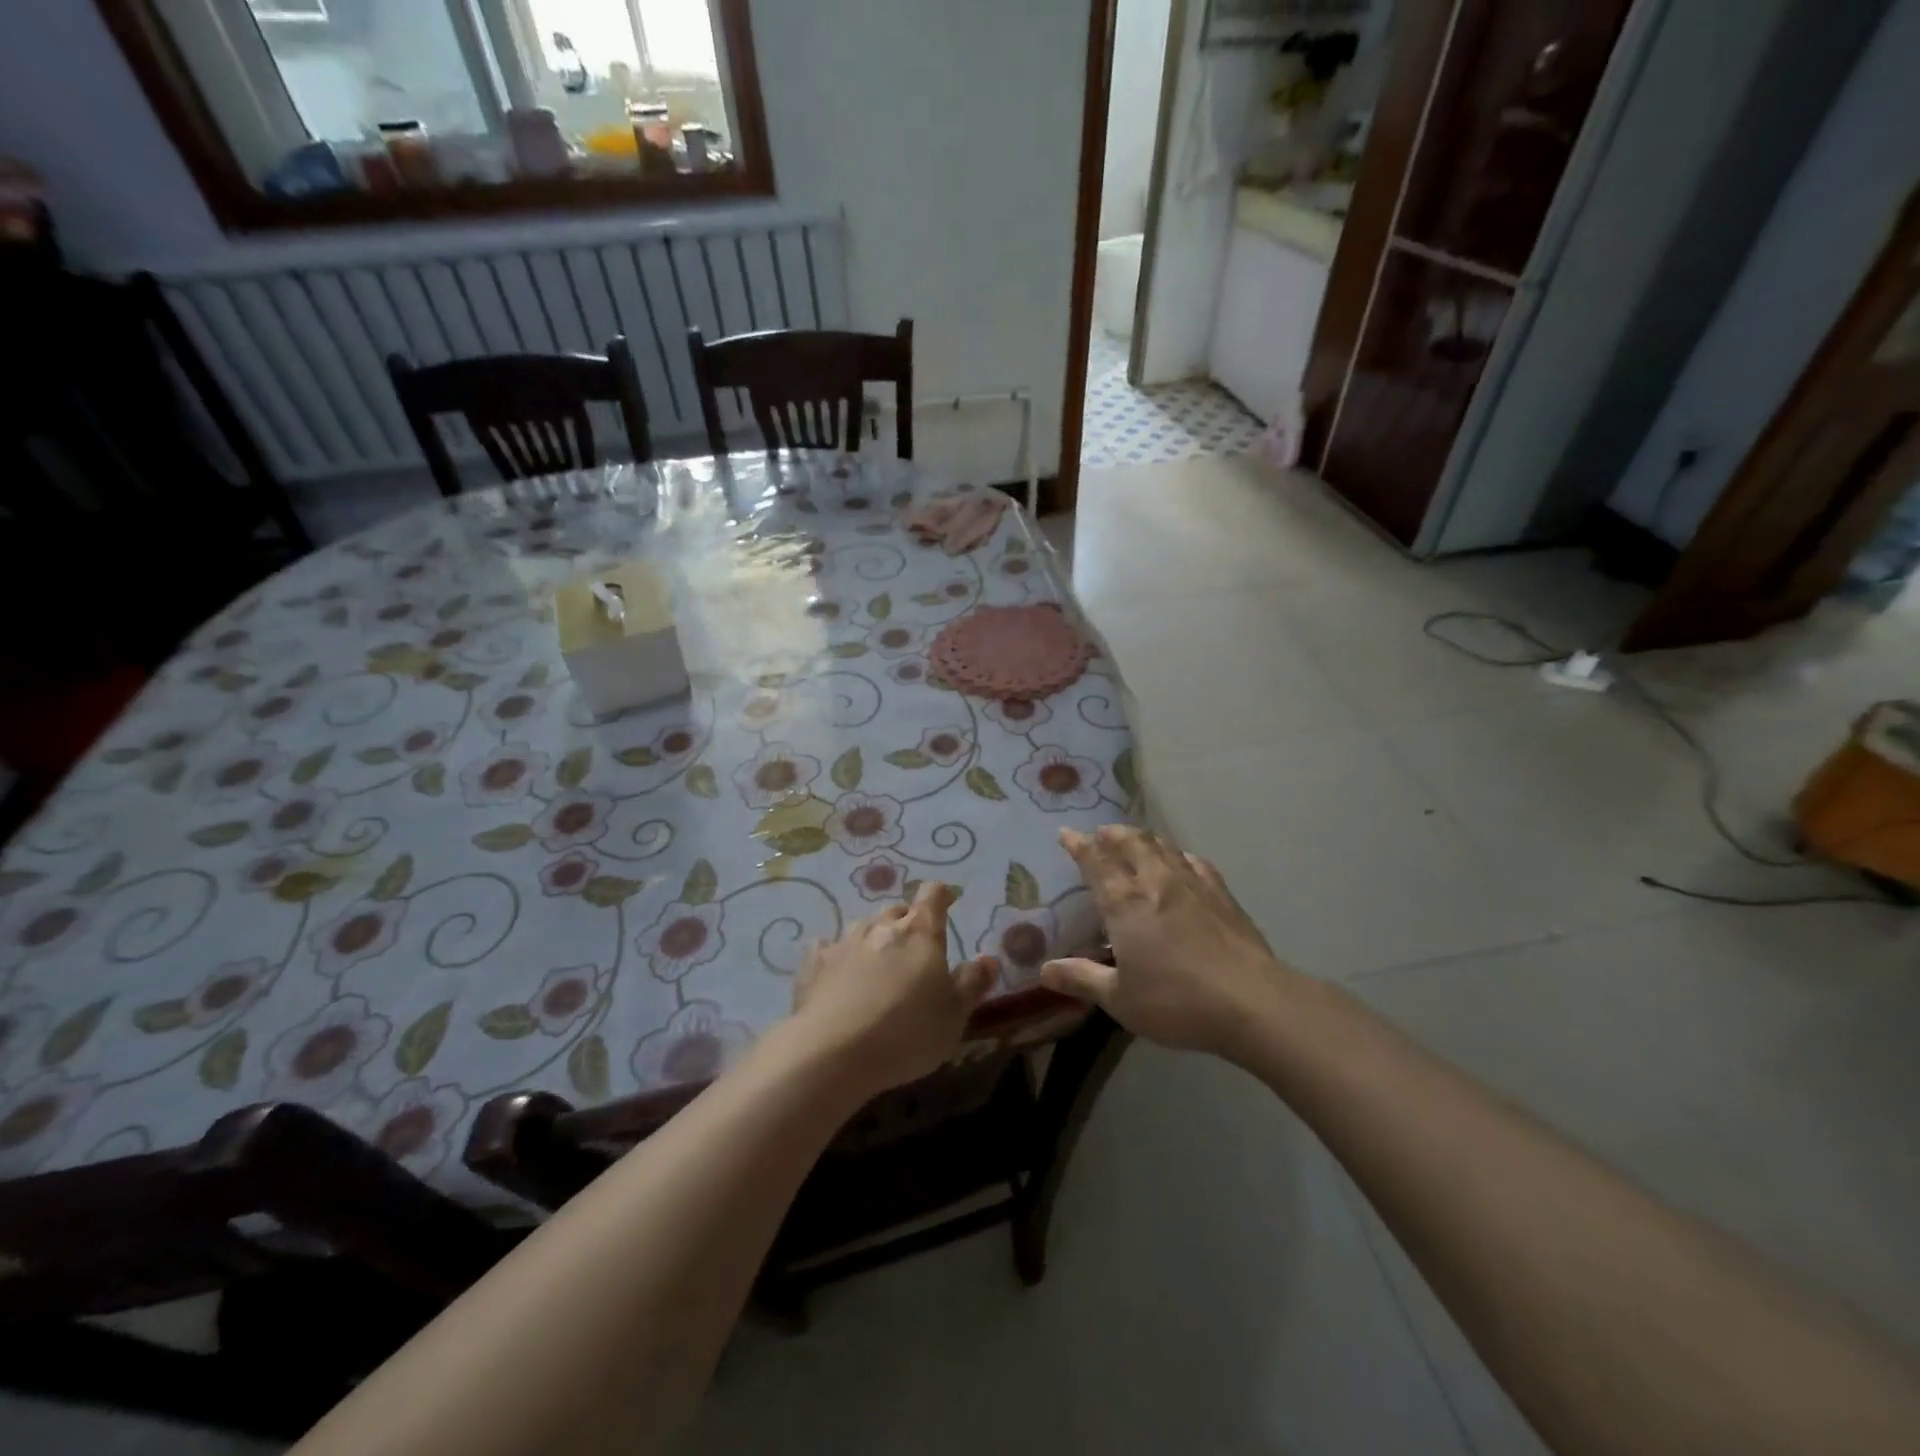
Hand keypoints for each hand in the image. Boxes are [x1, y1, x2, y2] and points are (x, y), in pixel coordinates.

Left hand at [787, 881, 998, 1096]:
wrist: (833, 1052)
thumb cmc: (907, 1031)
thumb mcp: (954, 1014)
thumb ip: (972, 983)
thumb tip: (989, 959)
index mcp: (920, 932)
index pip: (933, 895)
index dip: (941, 895)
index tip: (947, 901)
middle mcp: (881, 927)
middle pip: (897, 910)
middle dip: (908, 921)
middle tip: (916, 946)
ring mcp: (844, 943)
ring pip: (864, 927)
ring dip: (874, 938)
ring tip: (879, 962)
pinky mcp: (814, 965)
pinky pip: (829, 949)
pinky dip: (838, 955)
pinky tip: (837, 970)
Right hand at [1041, 826, 1295, 1063]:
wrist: (1251, 1001)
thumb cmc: (1175, 1001)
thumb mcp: (1119, 998)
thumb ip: (1081, 979)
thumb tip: (1043, 971)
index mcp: (1125, 903)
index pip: (1096, 862)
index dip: (1079, 845)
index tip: (1066, 833)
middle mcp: (1156, 883)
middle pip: (1132, 843)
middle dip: (1113, 834)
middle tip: (1102, 832)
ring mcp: (1193, 885)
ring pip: (1164, 848)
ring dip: (1145, 839)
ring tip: (1135, 839)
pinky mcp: (1222, 896)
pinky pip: (1196, 863)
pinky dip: (1181, 855)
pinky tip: (1182, 861)